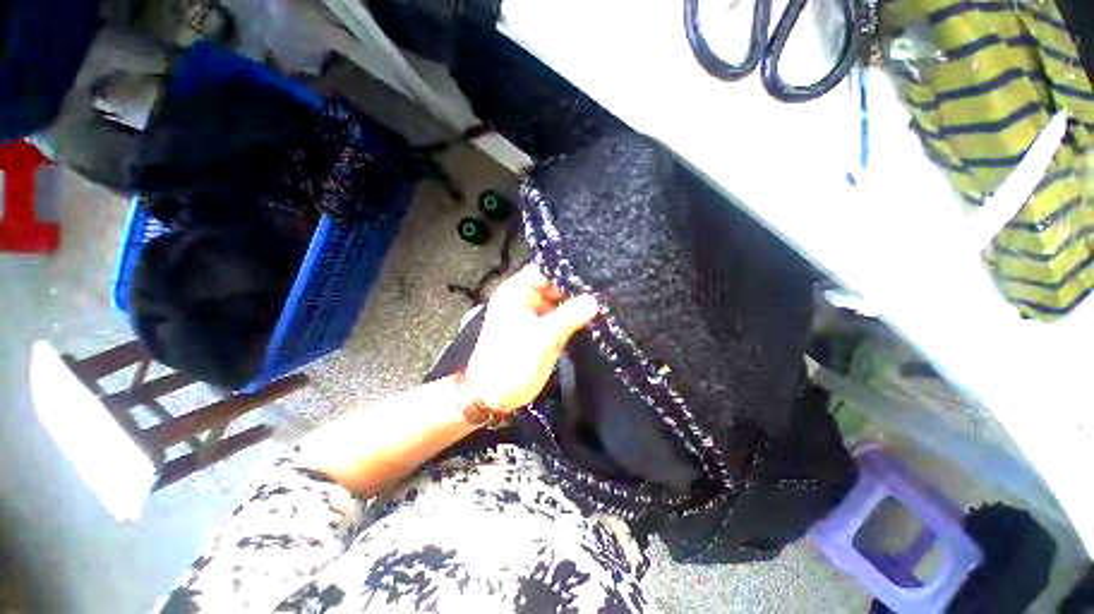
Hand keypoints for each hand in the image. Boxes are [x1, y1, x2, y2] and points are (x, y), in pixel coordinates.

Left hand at [464, 264, 598, 411]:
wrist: (491, 396)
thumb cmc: (513, 362)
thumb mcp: (544, 338)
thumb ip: (570, 316)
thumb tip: (594, 300)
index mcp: (515, 292)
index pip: (543, 270)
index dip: (565, 273)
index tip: (591, 278)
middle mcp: (519, 299)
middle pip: (549, 286)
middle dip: (571, 291)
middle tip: (599, 294)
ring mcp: (525, 315)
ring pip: (552, 303)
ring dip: (570, 306)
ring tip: (596, 306)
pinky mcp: (531, 331)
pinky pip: (551, 318)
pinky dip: (565, 319)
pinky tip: (583, 321)